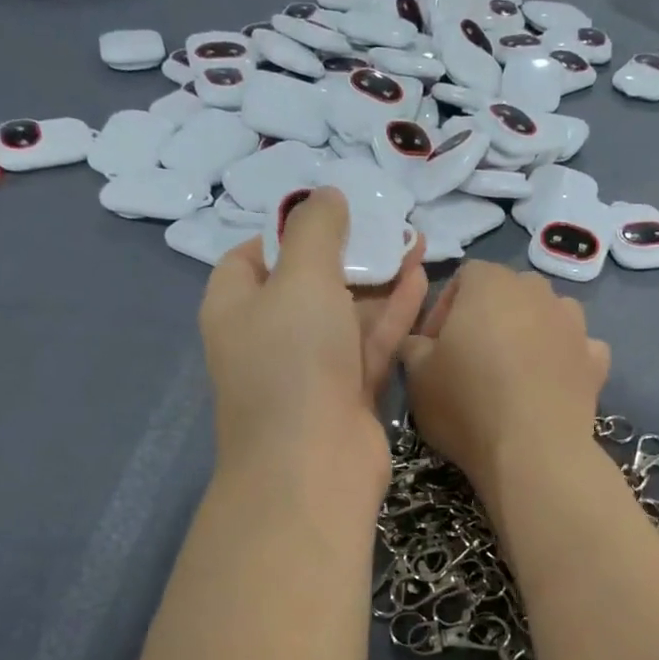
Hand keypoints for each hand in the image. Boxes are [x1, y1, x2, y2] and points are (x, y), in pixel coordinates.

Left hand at [200, 190, 426, 502]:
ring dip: (379, 278)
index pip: (252, 256)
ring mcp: (311, 369)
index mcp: (237, 306)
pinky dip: (393, 313)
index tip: (329, 214)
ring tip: (416, 239)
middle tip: (387, 221)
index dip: (288, 231)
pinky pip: (370, 343)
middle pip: (309, 282)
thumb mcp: (301, 278)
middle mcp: (271, 337)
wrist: (313, 465)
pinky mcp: (348, 393)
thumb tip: (326, 195)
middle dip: (349, 251)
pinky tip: (421, 277)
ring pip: (347, 313)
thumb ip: (317, 230)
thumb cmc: (294, 361)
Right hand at [399, 261, 609, 512]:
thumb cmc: (467, 405)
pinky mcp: (596, 360)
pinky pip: (578, 348)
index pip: (465, 277)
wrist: (533, 452)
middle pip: (509, 292)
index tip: (434, 346)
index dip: (445, 309)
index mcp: (490, 284)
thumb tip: (420, 343)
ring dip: (531, 333)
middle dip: (489, 317)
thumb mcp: (417, 377)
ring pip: (548, 315)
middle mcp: (537, 292)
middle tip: (471, 359)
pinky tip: (550, 385)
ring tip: (514, 371)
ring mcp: (573, 324)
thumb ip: (414, 347)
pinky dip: (565, 359)